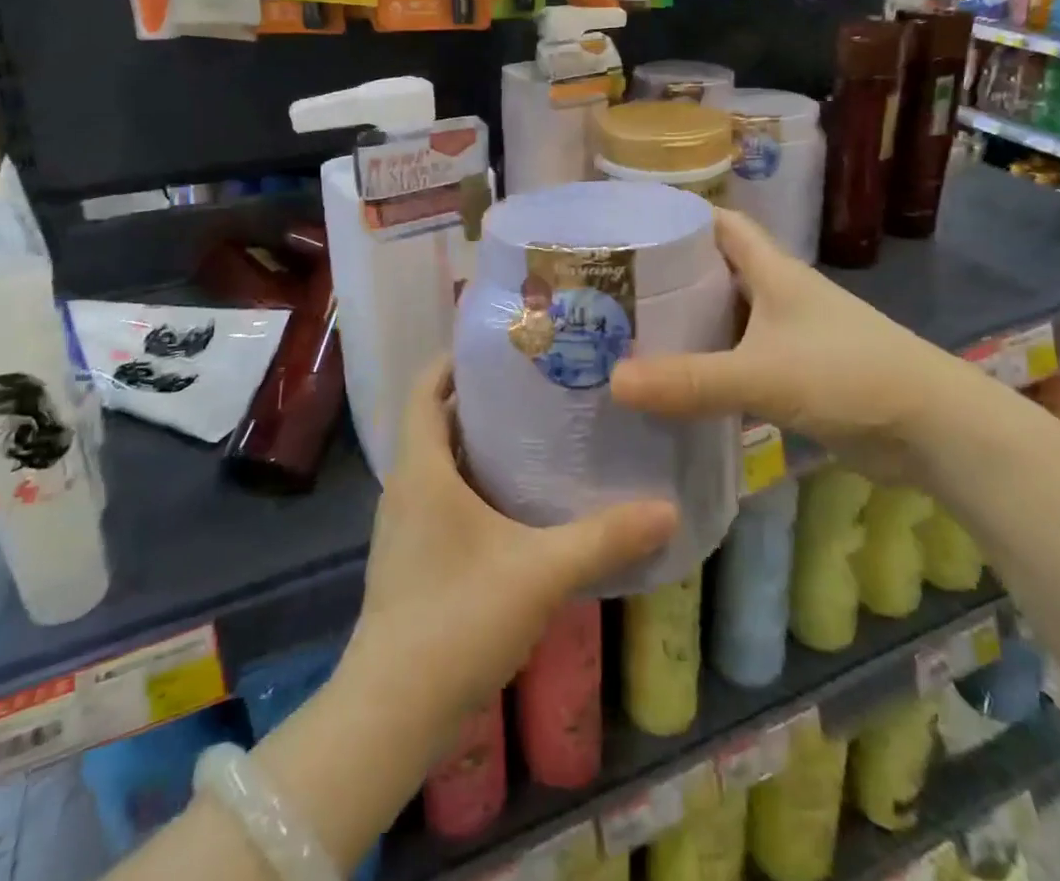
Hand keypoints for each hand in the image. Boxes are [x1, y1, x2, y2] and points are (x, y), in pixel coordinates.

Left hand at [343, 356, 677, 751]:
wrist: (392, 714)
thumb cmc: (456, 618)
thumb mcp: (539, 572)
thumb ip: (604, 539)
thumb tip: (667, 508)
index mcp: (421, 469)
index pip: (426, 388)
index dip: (454, 360)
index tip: (501, 345)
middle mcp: (406, 487)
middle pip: (438, 421)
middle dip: (482, 399)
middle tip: (539, 384)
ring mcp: (405, 526)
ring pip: (442, 463)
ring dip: (480, 444)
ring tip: (539, 433)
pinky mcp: (413, 559)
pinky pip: (444, 499)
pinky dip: (476, 484)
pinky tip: (520, 501)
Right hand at [610, 209, 971, 473]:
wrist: (934, 430)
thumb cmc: (849, 375)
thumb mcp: (761, 374)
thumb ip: (689, 380)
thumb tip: (613, 381)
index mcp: (774, 272)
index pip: (722, 225)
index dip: (682, 215)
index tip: (633, 221)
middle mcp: (780, 295)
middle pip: (718, 271)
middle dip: (673, 274)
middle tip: (616, 285)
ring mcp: (792, 336)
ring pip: (729, 318)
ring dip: (691, 323)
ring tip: (633, 332)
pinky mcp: (799, 375)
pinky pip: (742, 360)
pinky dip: (712, 365)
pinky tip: (678, 382)